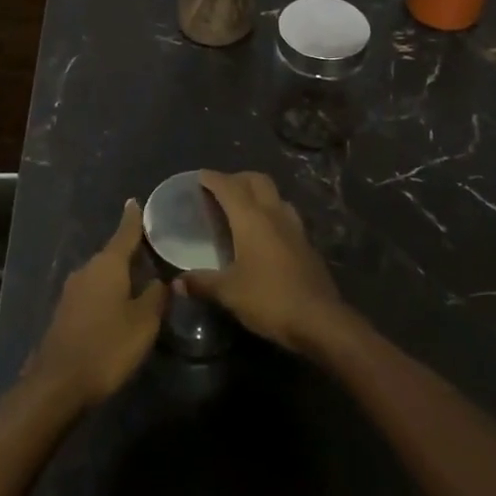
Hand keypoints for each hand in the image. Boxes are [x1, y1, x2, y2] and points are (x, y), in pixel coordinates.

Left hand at [25, 199, 167, 409]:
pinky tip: (119, 306)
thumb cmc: (107, 347)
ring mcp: (72, 291)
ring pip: (102, 275)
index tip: (135, 201)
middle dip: (131, 253)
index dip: (133, 218)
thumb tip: (162, 280)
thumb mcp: (144, 323)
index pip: (125, 232)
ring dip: (119, 276)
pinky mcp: (65, 312)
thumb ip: (156, 297)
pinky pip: (92, 293)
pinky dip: (107, 293)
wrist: (58, 384)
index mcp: (108, 264)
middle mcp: (87, 269)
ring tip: (140, 281)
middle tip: (153, 252)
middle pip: (113, 254)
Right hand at [182, 171, 351, 354]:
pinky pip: (285, 214)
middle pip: (256, 180)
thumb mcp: (229, 293)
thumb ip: (202, 283)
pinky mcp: (306, 242)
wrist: (319, 319)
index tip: (199, 176)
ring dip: (258, 192)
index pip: (229, 186)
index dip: (212, 178)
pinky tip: (265, 233)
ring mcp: (294, 226)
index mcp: (251, 218)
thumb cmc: (269, 299)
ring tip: (243, 208)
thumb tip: (176, 283)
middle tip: (220, 190)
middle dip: (237, 178)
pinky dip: (271, 212)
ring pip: (274, 194)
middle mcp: (273, 213)